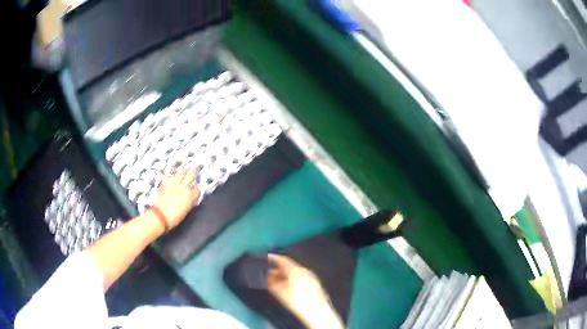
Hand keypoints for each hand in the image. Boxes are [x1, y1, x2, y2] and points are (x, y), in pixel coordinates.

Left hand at [153, 165, 199, 228]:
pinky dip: (169, 169)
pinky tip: (170, 165)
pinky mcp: (165, 183)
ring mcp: (173, 183)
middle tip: (197, 165)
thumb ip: (191, 203)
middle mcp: (183, 187)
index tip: (199, 184)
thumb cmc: (175, 217)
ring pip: (180, 173)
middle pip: (190, 176)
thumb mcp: (186, 211)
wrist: (160, 215)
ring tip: (187, 164)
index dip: (198, 186)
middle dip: (194, 171)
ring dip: (184, 168)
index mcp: (190, 195)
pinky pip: (167, 174)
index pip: (197, 189)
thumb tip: (194, 198)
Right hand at [267, 254, 343, 328]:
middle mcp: (305, 271)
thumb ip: (272, 282)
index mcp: (296, 270)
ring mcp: (311, 277)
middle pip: (289, 267)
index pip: (283, 260)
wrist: (317, 312)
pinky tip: (289, 288)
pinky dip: (293, 280)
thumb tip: (269, 276)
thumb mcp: (280, 292)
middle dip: (279, 270)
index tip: (267, 257)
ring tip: (278, 283)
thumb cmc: (298, 301)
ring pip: (296, 273)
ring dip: (286, 276)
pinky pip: (301, 278)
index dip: (274, 258)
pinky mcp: (315, 284)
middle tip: (270, 275)